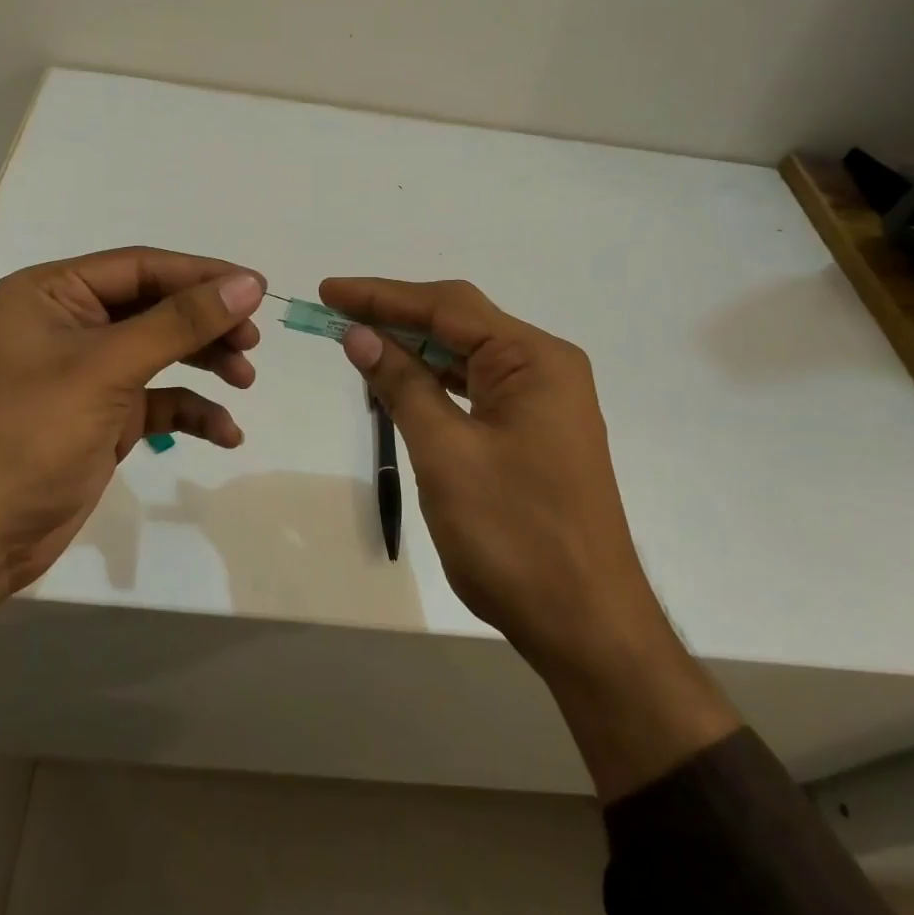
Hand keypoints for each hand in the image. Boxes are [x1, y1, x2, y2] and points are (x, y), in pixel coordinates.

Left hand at [0, 248, 265, 697]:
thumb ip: (179, 323)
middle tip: (252, 343)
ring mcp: (85, 375)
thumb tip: (248, 284)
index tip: (257, 289)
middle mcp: (68, 325)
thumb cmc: (28, 434)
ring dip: (204, 363)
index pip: (141, 268)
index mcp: (52, 294)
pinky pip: (156, 401)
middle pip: (154, 308)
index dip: (201, 275)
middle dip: (206, 324)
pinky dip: (190, 412)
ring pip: (160, 352)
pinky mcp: (100, 419)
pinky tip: (225, 433)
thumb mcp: (106, 369)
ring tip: (245, 380)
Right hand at [322, 276, 736, 798]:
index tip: (328, 291)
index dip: (381, 295)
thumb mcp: (445, 452)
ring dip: (412, 348)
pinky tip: (400, 380)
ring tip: (356, 339)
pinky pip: (476, 388)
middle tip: (334, 310)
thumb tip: (358, 334)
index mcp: (534, 360)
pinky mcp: (534, 432)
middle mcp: (545, 368)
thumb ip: (402, 384)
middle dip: (395, 315)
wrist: (584, 624)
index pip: (447, 307)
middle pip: (459, 323)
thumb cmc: (513, 534)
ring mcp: (543, 402)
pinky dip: (434, 381)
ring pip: (466, 356)